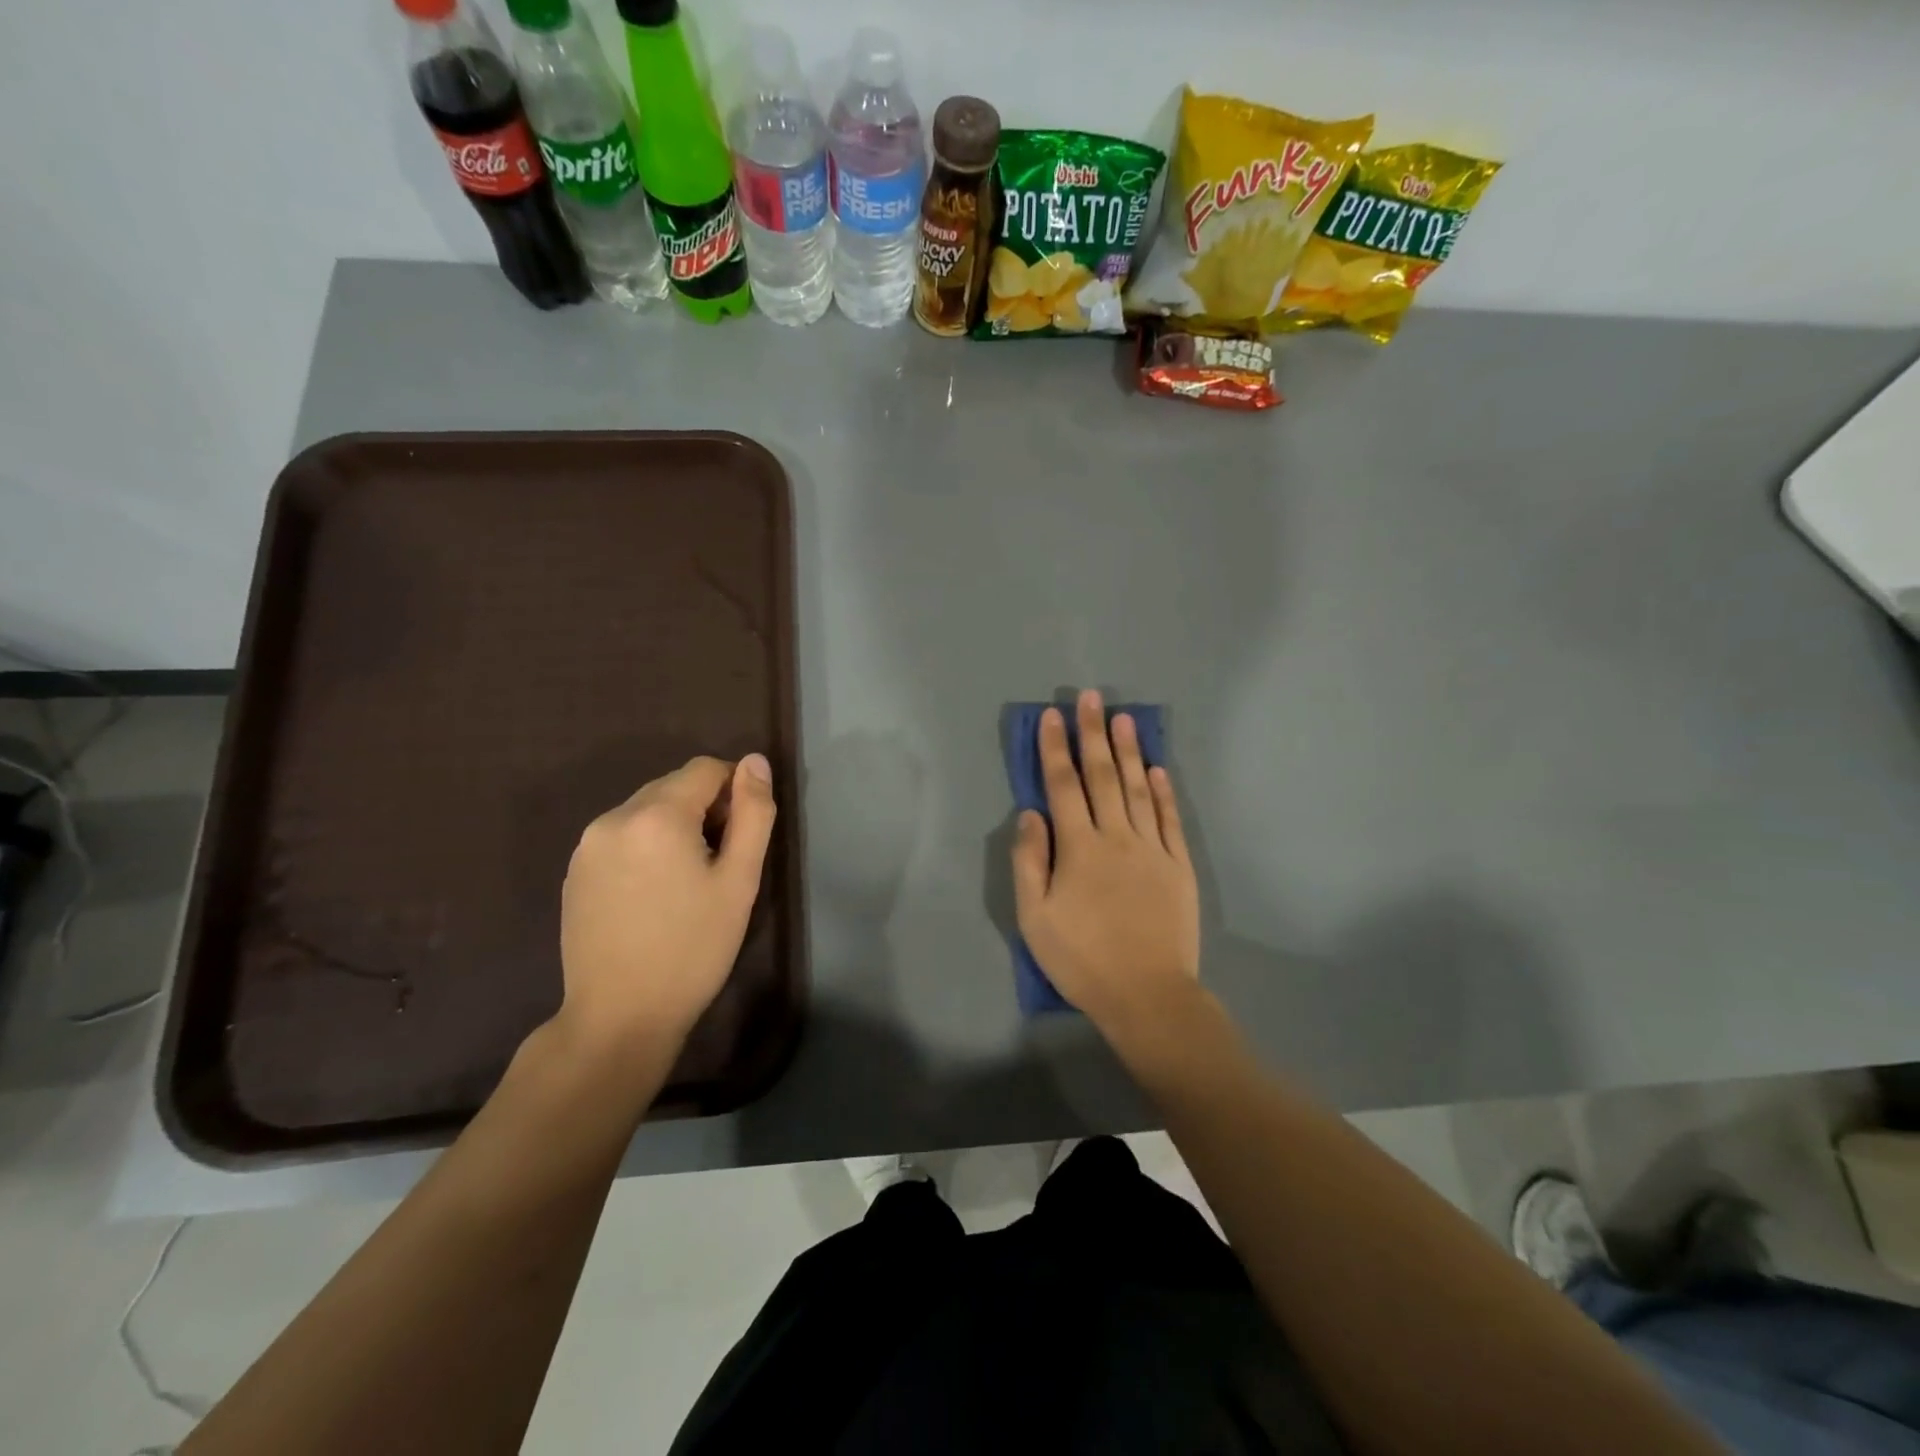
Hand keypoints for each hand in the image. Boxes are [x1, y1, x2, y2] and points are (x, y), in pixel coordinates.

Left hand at [558, 754, 775, 1053]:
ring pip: (645, 811)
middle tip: (719, 863)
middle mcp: (613, 817)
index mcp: (656, 815)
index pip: (705, 769)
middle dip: (704, 809)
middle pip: (673, 786)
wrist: (619, 1017)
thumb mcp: (739, 881)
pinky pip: (620, 837)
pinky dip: (645, 847)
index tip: (742, 836)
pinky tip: (653, 894)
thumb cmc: (692, 948)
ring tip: (686, 882)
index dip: (734, 792)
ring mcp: (587, 846)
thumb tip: (755, 761)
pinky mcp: (574, 872)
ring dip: (674, 827)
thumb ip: (753, 813)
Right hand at [1011, 690, 1199, 1037]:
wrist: (1148, 995)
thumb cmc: (1082, 959)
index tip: (1053, 716)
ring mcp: (1153, 849)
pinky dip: (1164, 791)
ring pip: (1139, 789)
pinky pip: (1170, 819)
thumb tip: (1030, 814)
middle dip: (1094, 734)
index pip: (1063, 786)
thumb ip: (1030, 862)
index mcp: (1079, 848)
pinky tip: (1159, 769)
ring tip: (1124, 718)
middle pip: (1103, 776)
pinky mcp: (1179, 866)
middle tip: (1092, 698)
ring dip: (1130, 751)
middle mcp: (1117, 837)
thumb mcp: (1035, 918)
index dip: (1056, 749)